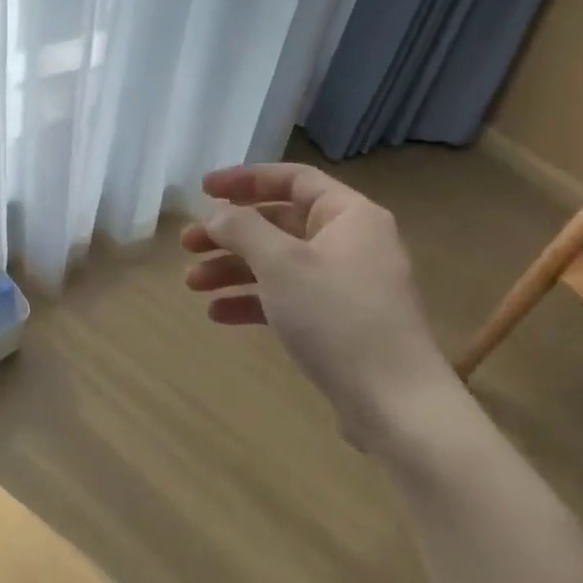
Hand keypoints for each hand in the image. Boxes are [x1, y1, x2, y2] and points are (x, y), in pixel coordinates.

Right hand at [181, 164, 451, 448]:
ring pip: (278, 263)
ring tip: (192, 284)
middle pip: (279, 223)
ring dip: (232, 269)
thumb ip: (242, 229)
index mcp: (349, 216)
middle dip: (229, 233)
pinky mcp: (337, 322)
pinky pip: (287, 298)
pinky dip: (252, 301)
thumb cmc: (337, 317)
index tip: (202, 190)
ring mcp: (344, 285)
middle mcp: (350, 243)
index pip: (292, 179)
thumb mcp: (282, 264)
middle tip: (187, 245)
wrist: (395, 403)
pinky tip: (218, 314)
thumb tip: (216, 213)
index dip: (244, 179)